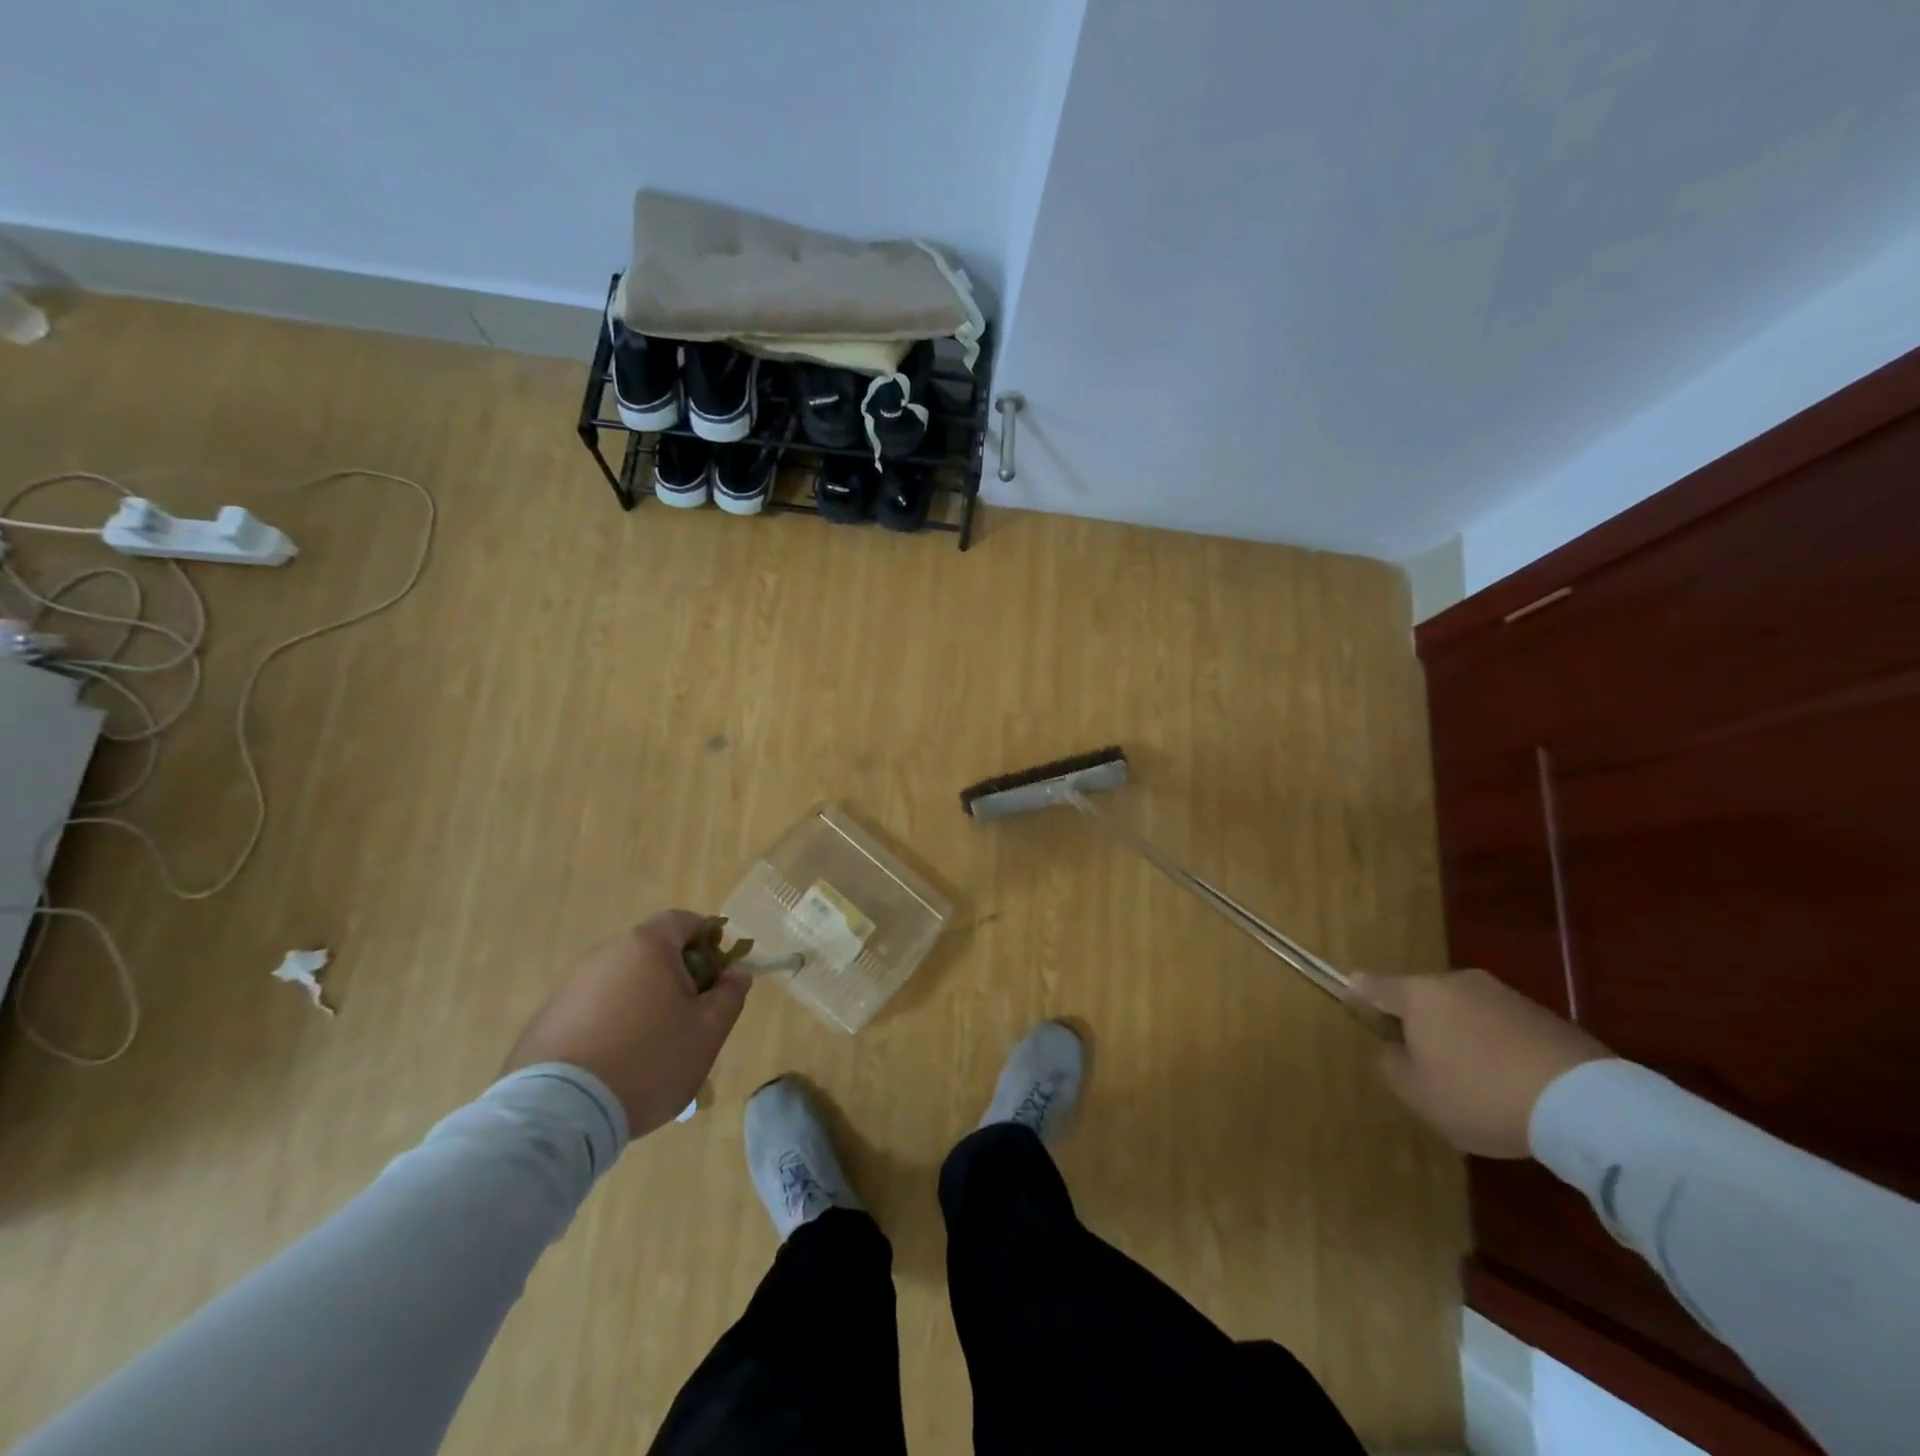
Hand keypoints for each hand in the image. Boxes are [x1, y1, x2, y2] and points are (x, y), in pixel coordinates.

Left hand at [503, 910, 750, 1137]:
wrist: (560, 1112)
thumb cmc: (649, 1060)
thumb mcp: (707, 1032)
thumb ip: (729, 995)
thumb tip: (737, 972)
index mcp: (647, 946)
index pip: (683, 920)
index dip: (707, 937)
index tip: (719, 970)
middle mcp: (606, 953)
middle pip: (651, 950)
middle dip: (676, 973)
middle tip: (691, 1013)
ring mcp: (571, 985)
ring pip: (622, 980)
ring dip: (642, 999)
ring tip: (652, 1045)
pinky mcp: (547, 1017)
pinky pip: (593, 1007)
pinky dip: (611, 1021)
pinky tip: (617, 1060)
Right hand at [1352, 969, 1609, 1157]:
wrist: (1584, 1104)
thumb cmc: (1480, 1093)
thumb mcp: (1417, 1093)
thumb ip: (1391, 1064)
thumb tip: (1394, 1048)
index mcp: (1418, 994)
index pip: (1374, 985)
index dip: (1359, 994)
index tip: (1352, 1002)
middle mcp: (1457, 982)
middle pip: (1423, 998)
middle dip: (1418, 1022)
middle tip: (1422, 1059)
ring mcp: (1504, 995)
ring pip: (1464, 1011)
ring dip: (1460, 1034)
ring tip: (1472, 1078)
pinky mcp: (1544, 1016)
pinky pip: (1501, 1027)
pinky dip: (1496, 1046)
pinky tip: (1509, 1082)